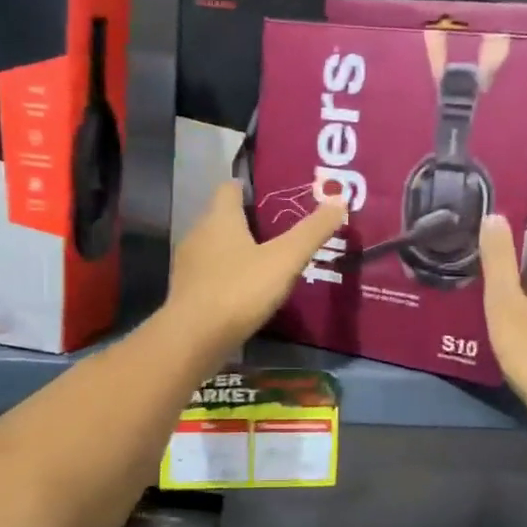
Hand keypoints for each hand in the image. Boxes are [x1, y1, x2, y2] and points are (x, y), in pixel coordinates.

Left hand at [164, 181, 347, 358]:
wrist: (194, 339)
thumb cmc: (240, 290)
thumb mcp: (285, 260)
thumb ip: (312, 231)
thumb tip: (339, 200)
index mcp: (219, 218)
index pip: (230, 188)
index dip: (250, 188)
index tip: (275, 196)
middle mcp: (198, 234)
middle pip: (223, 218)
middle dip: (249, 222)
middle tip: (282, 232)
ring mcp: (188, 265)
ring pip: (216, 248)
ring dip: (238, 252)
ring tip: (268, 263)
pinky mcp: (187, 293)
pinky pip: (211, 275)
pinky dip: (228, 277)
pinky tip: (248, 292)